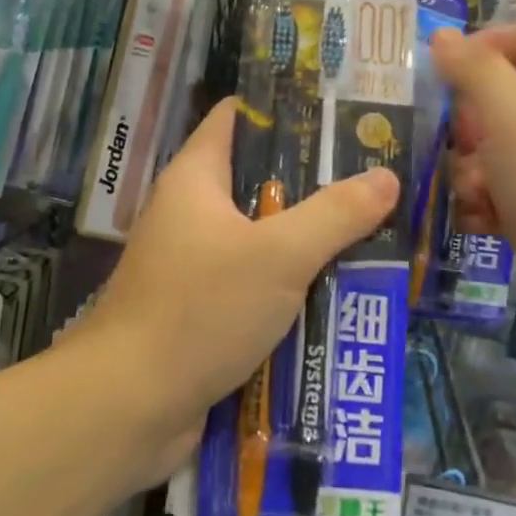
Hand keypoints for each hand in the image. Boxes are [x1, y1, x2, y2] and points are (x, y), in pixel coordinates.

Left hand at [73, 98, 399, 484]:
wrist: (129, 407)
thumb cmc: (200, 310)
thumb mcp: (278, 256)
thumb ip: (335, 215)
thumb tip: (386, 177)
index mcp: (196, 178)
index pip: (237, 117)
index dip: (285, 109)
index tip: (340, 114)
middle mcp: (191, 212)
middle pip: (258, 179)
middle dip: (314, 182)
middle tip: (374, 179)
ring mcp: (194, 263)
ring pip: (262, 236)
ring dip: (309, 239)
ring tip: (373, 232)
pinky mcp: (202, 308)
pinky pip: (255, 282)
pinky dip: (290, 284)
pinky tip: (338, 291)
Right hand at [431, 24, 515, 362]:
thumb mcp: (514, 119)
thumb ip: (475, 71)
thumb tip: (443, 37)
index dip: (489, 44)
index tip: (445, 68)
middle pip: (510, 96)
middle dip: (474, 119)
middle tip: (458, 140)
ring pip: (499, 148)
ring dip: (473, 167)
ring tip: (472, 193)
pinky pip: (504, 191)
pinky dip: (485, 202)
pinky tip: (478, 223)